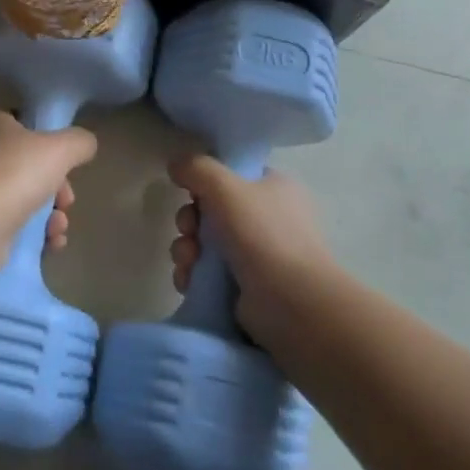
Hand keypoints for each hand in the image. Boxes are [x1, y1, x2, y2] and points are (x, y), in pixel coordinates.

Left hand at [0, 110, 96, 279]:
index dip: (51, 145)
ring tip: (58, 227)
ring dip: (51, 214)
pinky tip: (51, 243)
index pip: (25, 126)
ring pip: (24, 198)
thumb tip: (85, 145)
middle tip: (66, 201)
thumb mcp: (61, 147)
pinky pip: (13, 225)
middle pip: (29, 167)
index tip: (67, 164)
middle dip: (57, 188)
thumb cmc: (15, 172)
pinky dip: (35, 234)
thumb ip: (79, 142)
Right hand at [166, 156, 338, 343]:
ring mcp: (257, 255)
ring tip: (188, 263)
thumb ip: (197, 168)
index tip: (191, 192)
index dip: (206, 182)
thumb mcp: (226, 187)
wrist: (293, 305)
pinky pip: (207, 273)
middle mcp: (268, 219)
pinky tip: (189, 282)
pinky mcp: (245, 287)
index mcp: (275, 188)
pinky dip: (193, 275)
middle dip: (190, 221)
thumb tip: (176, 165)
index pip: (232, 175)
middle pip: (212, 210)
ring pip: (205, 243)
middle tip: (188, 230)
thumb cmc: (263, 236)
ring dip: (187, 249)